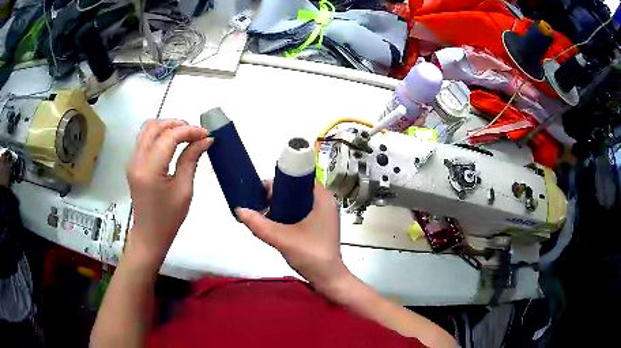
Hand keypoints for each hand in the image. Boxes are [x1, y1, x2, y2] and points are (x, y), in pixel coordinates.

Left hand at [127, 119, 211, 264]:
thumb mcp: (184, 190)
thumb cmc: (169, 218)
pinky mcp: (133, 163)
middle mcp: (136, 160)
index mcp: (149, 170)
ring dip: (167, 127)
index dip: (189, 131)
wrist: (149, 235)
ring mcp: (132, 160)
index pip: (169, 137)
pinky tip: (172, 143)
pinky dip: (159, 134)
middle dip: (177, 124)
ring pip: (147, 128)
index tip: (206, 134)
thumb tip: (205, 140)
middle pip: (154, 126)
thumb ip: (191, 160)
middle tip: (195, 134)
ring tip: (184, 135)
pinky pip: (144, 139)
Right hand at [237, 183, 351, 295]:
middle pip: (295, 189)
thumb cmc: (311, 254)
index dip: (278, 181)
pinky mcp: (318, 225)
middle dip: (275, 195)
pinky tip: (272, 222)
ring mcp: (323, 214)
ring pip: (296, 202)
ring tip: (261, 213)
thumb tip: (239, 209)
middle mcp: (324, 201)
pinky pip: (299, 212)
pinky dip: (286, 214)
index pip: (298, 177)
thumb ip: (259, 224)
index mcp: (322, 197)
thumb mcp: (282, 238)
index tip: (260, 191)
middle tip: (257, 204)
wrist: (328, 279)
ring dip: (279, 206)